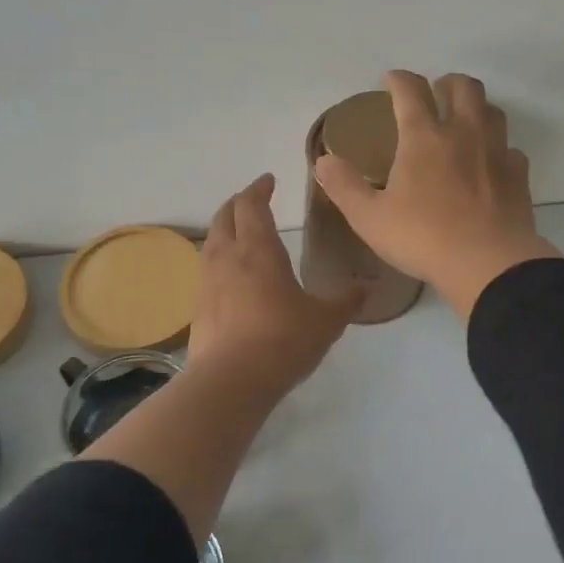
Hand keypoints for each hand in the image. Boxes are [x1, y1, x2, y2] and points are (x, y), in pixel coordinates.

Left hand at [190, 173, 359, 394]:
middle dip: (237, 204)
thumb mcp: (327, 320)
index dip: (259, 189)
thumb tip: (365, 288)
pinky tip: (232, 280)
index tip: (268, 181)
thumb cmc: (283, 340)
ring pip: (211, 244)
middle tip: (252, 202)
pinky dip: (219, 264)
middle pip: (224, 217)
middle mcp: (228, 258)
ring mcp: (207, 284)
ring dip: (224, 231)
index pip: (252, 205)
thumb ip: (346, 301)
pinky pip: (207, 273)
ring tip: (239, 236)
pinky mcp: (198, 310)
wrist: (231, 381)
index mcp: (259, 250)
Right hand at [312, 71, 559, 318]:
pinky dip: (499, 149)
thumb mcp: (370, 218)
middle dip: (447, 82)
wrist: (488, 264)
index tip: (390, 80)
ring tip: (464, 122)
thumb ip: (344, 186)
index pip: (410, 90)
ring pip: (492, 110)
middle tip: (435, 93)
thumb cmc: (423, 238)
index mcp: (423, 137)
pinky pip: (511, 149)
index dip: (398, 79)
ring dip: (476, 107)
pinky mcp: (519, 175)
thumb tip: (323, 161)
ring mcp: (496, 152)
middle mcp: (464, 133)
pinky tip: (490, 164)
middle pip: (463, 87)